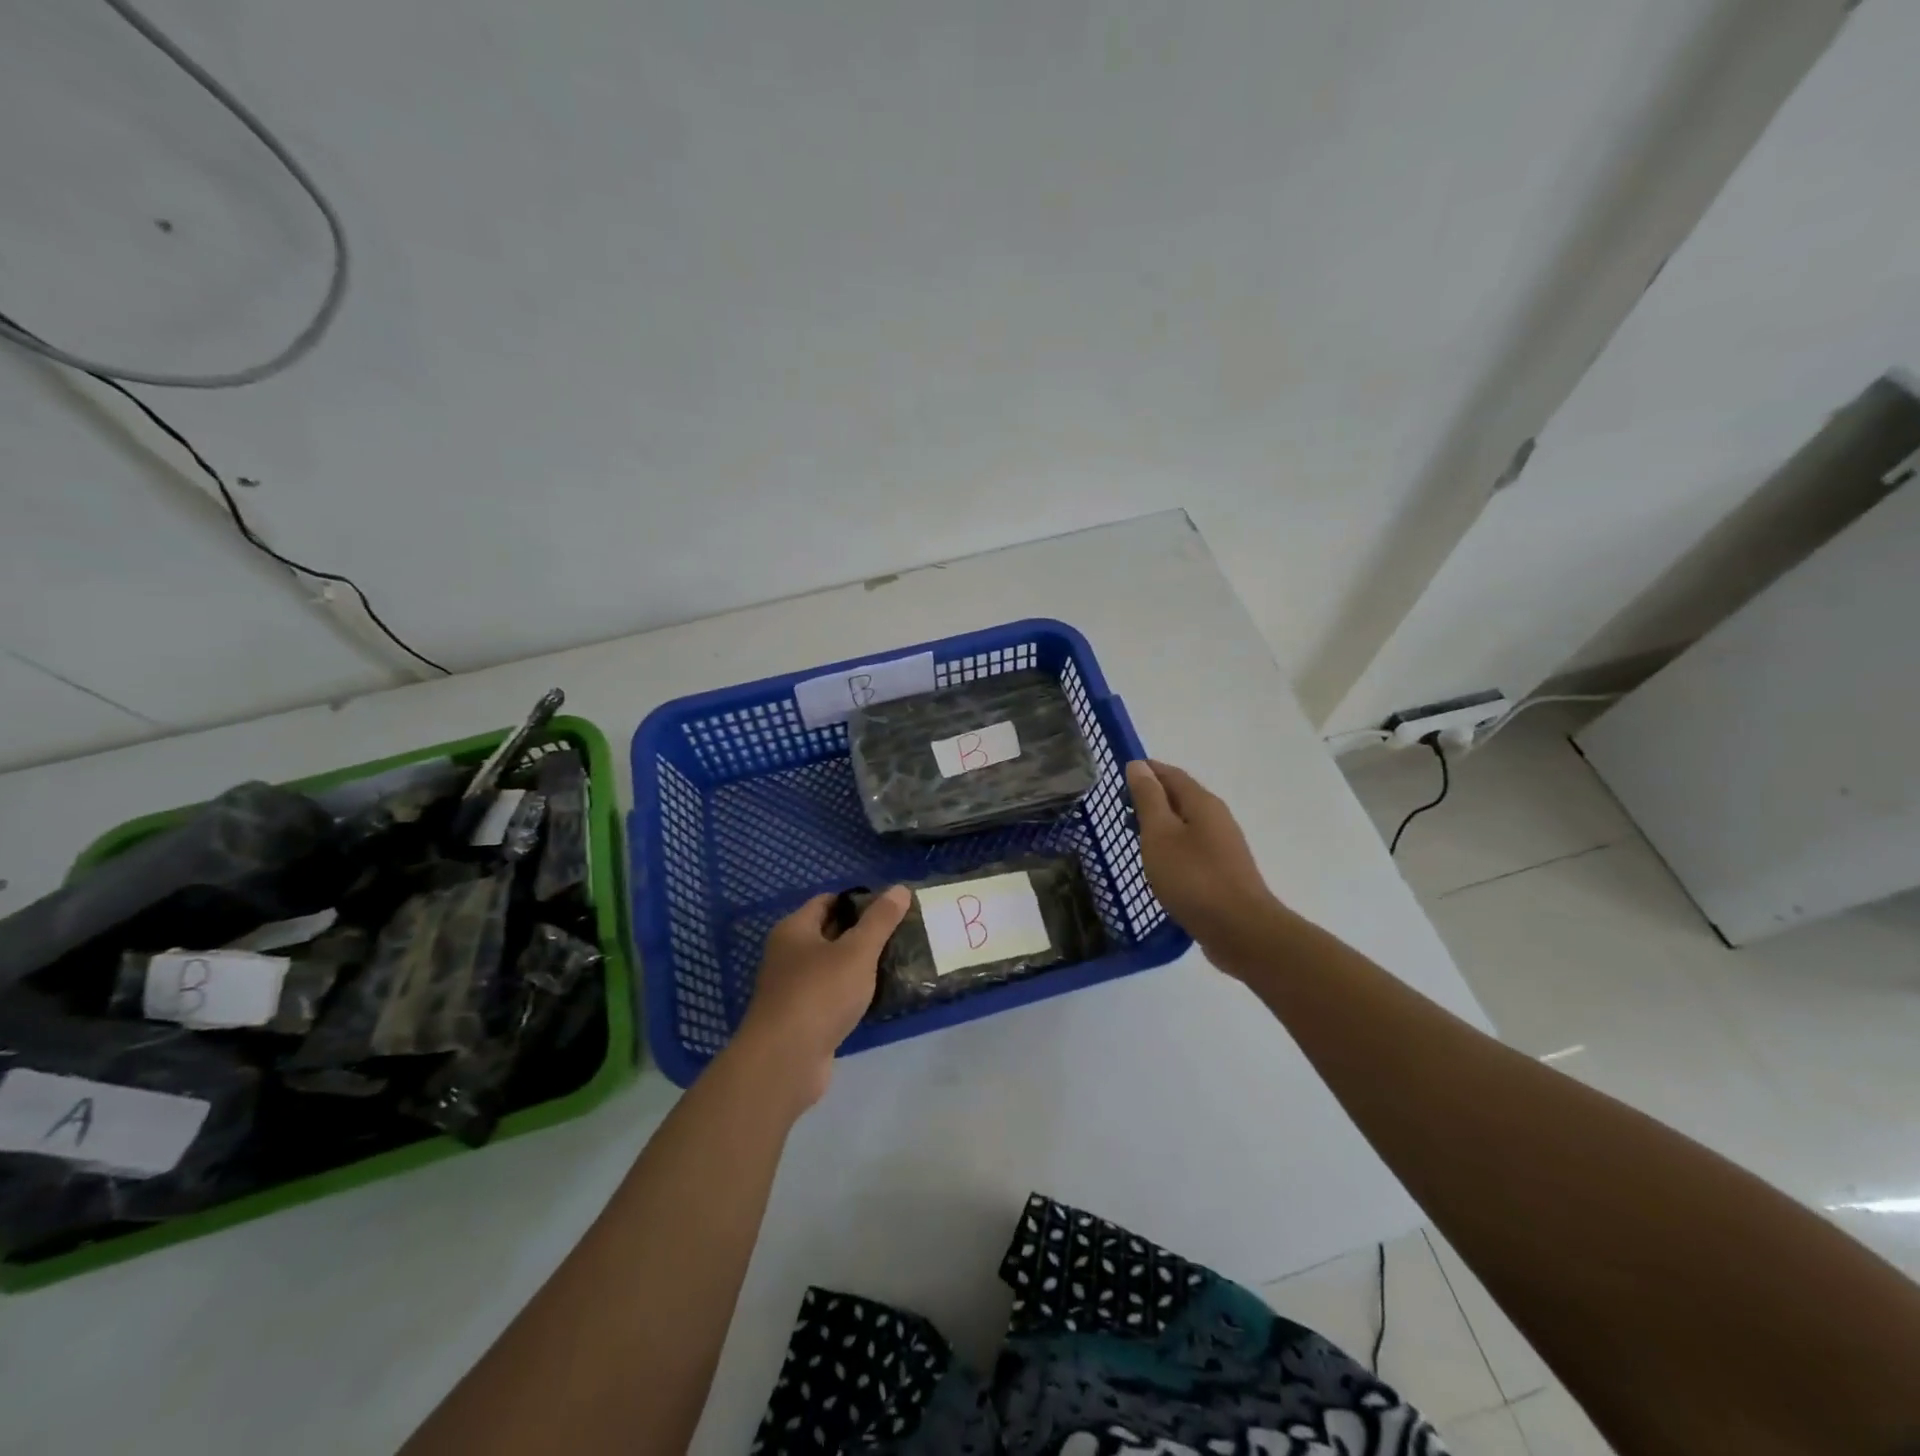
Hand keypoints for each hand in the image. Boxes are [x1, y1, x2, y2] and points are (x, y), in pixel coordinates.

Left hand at [734, 886, 910, 1106]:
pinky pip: (832, 996)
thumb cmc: (819, 994)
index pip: (827, 901)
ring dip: (859, 966)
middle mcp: (788, 955)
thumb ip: (880, 920)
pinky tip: (877, 997)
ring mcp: (792, 989)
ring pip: (832, 967)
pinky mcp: (802, 1019)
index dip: (858, 900)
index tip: (890, 907)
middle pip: (829, 933)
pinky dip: (852, 994)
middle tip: (900, 934)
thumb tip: (900, 888)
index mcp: (794, 930)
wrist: (785, 1062)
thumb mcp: (857, 951)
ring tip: (896, 962)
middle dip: (862, 933)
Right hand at [1126, 759, 1283, 969]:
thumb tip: (1138, 765)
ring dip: (1161, 825)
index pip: (1170, 774)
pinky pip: (1192, 848)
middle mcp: (1217, 818)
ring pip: (1186, 825)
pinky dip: (1171, 847)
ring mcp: (1223, 847)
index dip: (1145, 771)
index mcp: (1202, 803)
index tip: (1118, 778)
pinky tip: (1159, 865)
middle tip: (1120, 811)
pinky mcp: (1223, 872)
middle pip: (1180, 797)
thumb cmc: (1193, 878)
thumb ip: (1148, 799)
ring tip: (1134, 838)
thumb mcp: (1160, 834)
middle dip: (1151, 798)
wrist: (1240, 930)